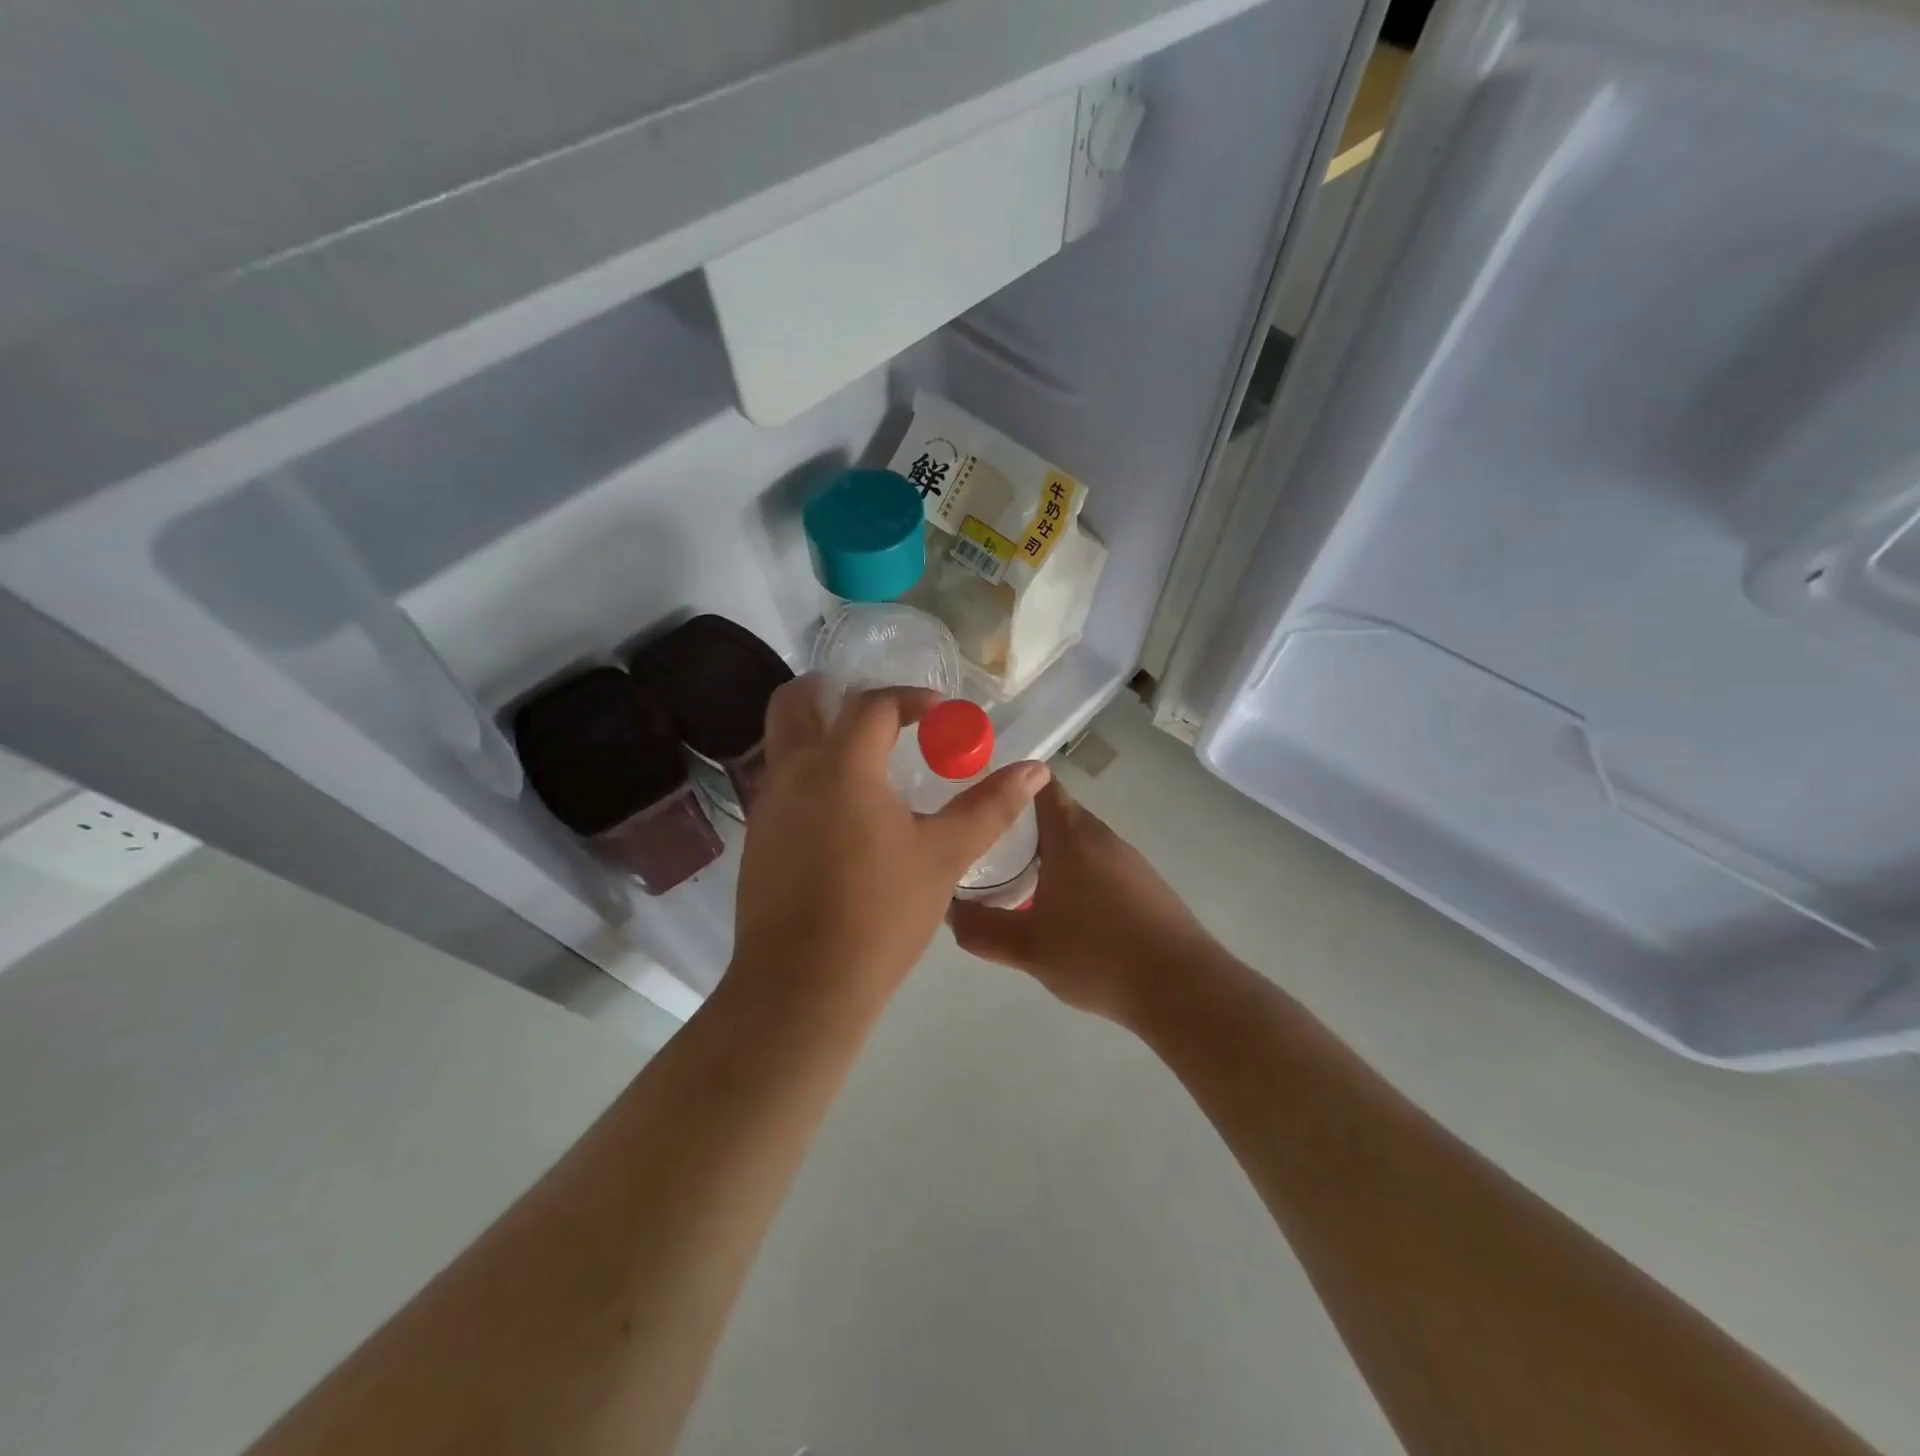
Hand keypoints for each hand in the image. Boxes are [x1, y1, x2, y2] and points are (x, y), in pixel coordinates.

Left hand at [731, 678, 1049, 1010]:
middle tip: (876, 712)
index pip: (871, 705)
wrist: (802, 986)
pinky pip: (780, 785)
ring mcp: (766, 807)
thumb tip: (1036, 769)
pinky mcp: (756, 840)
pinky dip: (809, 776)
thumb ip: (990, 806)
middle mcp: (792, 773)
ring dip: (819, 735)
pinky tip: (843, 815)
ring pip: (782, 744)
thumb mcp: (944, 856)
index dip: (909, 699)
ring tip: (867, 762)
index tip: (938, 711)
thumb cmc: (880, 913)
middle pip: (795, 702)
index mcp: (841, 765)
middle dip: (832, 692)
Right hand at [947, 779, 1212, 1025]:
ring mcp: (1127, 859)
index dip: (1005, 784)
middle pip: (1053, 811)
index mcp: (1071, 834)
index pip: (1038, 782)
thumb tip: (949, 911)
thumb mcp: (1027, 948)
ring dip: (1045, 853)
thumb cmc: (1098, 955)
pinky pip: (1096, 863)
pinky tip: (1061, 911)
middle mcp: (1101, 835)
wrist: (1182, 988)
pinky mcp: (1144, 884)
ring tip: (1014, 880)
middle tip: (982, 847)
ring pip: (1075, 840)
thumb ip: (981, 929)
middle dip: (1017, 825)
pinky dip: (1072, 873)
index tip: (976, 801)